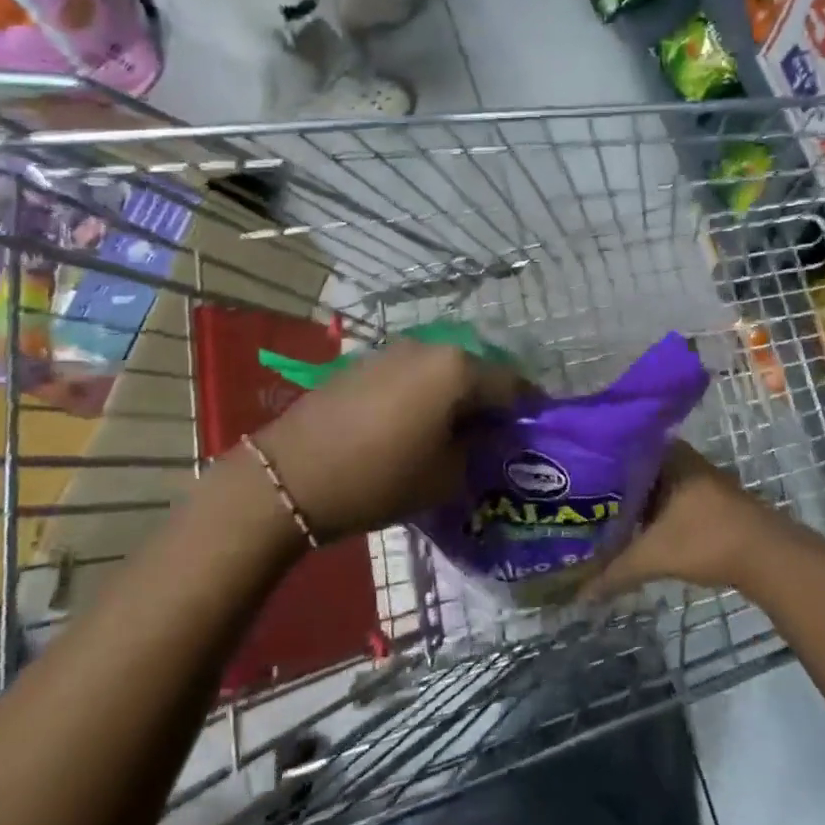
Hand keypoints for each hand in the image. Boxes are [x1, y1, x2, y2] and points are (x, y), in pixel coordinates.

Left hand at [252, 340, 522, 541]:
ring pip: (441, 372)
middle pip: (476, 372)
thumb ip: (479, 450)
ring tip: (454, 434)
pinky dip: (424, 395)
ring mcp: (392, 351)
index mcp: (457, 369)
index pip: (512, 384)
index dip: (528, 409)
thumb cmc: (379, 477)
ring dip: (454, 397)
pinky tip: (415, 425)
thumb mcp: (445, 476)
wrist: (292, 475)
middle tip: (494, 438)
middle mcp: (428, 347)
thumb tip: (488, 437)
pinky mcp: (364, 363)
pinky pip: (411, 375)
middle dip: (489, 402)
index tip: (532, 433)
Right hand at [583, 442, 797, 598]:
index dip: (592, 463)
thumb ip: (615, 572)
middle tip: (574, 500)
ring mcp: (696, 477)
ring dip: (629, 501)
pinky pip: (665, 497)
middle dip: (607, 486)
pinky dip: (648, 511)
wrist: (769, 557)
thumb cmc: (707, 540)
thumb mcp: (654, 555)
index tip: (567, 477)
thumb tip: (579, 595)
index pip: (617, 448)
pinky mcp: (706, 499)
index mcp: (665, 455)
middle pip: (632, 469)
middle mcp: (680, 458)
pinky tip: (631, 528)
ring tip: (595, 516)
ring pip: (650, 485)